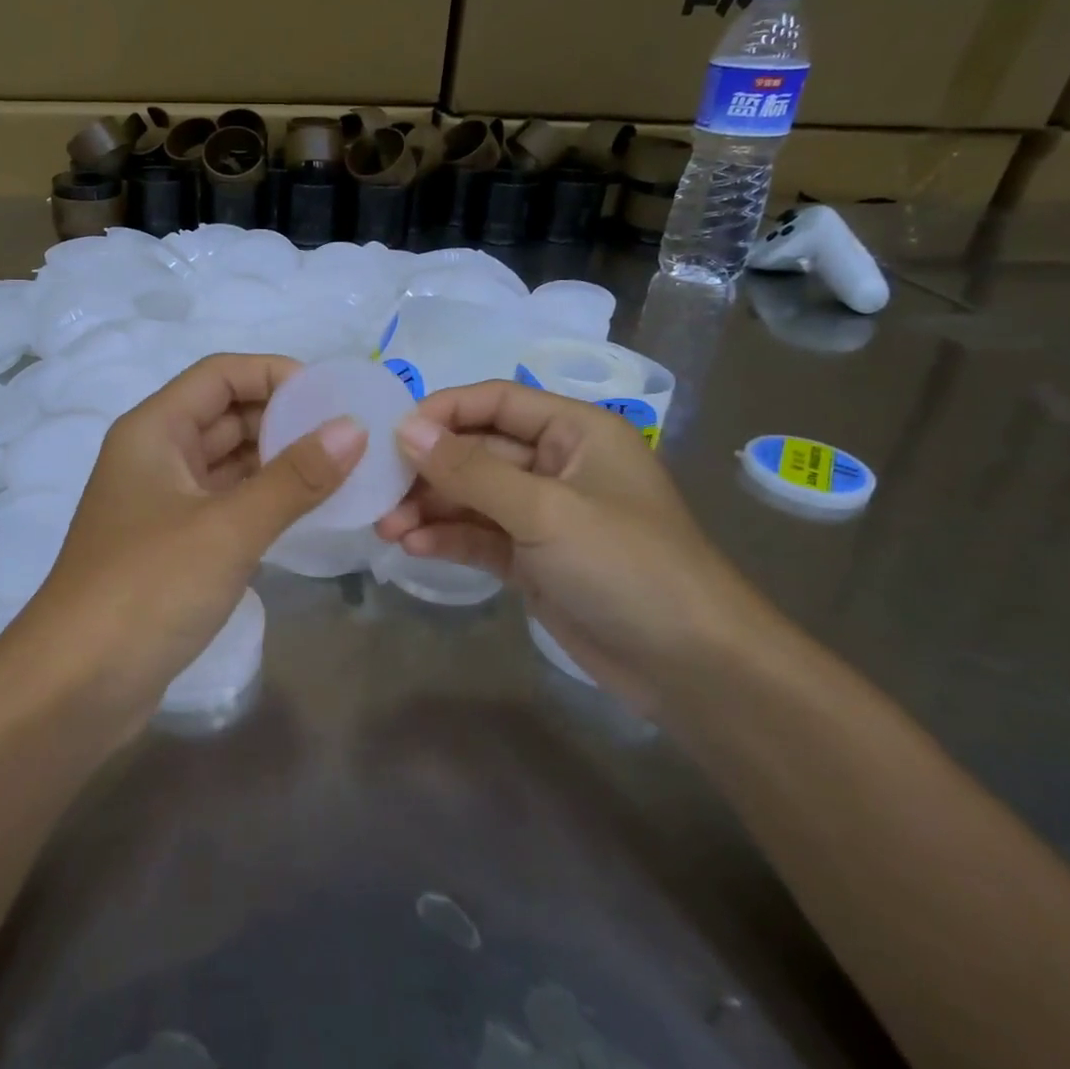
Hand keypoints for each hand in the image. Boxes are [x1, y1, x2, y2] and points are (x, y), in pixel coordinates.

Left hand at [28, 354, 366, 722]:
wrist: (75, 686)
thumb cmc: (147, 589)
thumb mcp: (227, 528)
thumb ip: (294, 478)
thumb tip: (353, 430)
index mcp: (153, 431)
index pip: (220, 375)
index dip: (275, 374)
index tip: (333, 396)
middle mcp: (155, 457)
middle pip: (225, 415)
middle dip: (284, 418)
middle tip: (350, 434)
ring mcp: (162, 504)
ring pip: (228, 463)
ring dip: (278, 461)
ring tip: (342, 468)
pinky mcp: (173, 547)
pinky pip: (226, 505)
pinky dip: (264, 501)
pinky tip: (307, 510)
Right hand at [376, 381, 785, 714]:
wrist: (691, 667)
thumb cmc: (626, 566)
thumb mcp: (544, 511)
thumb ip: (470, 470)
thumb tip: (404, 430)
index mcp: (575, 432)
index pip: (496, 401)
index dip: (442, 412)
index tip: (391, 434)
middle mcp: (557, 465)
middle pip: (477, 451)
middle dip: (428, 470)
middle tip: (378, 492)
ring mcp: (544, 516)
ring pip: (472, 497)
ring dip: (429, 508)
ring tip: (386, 528)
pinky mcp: (533, 560)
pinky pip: (480, 536)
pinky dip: (448, 538)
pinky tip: (414, 548)